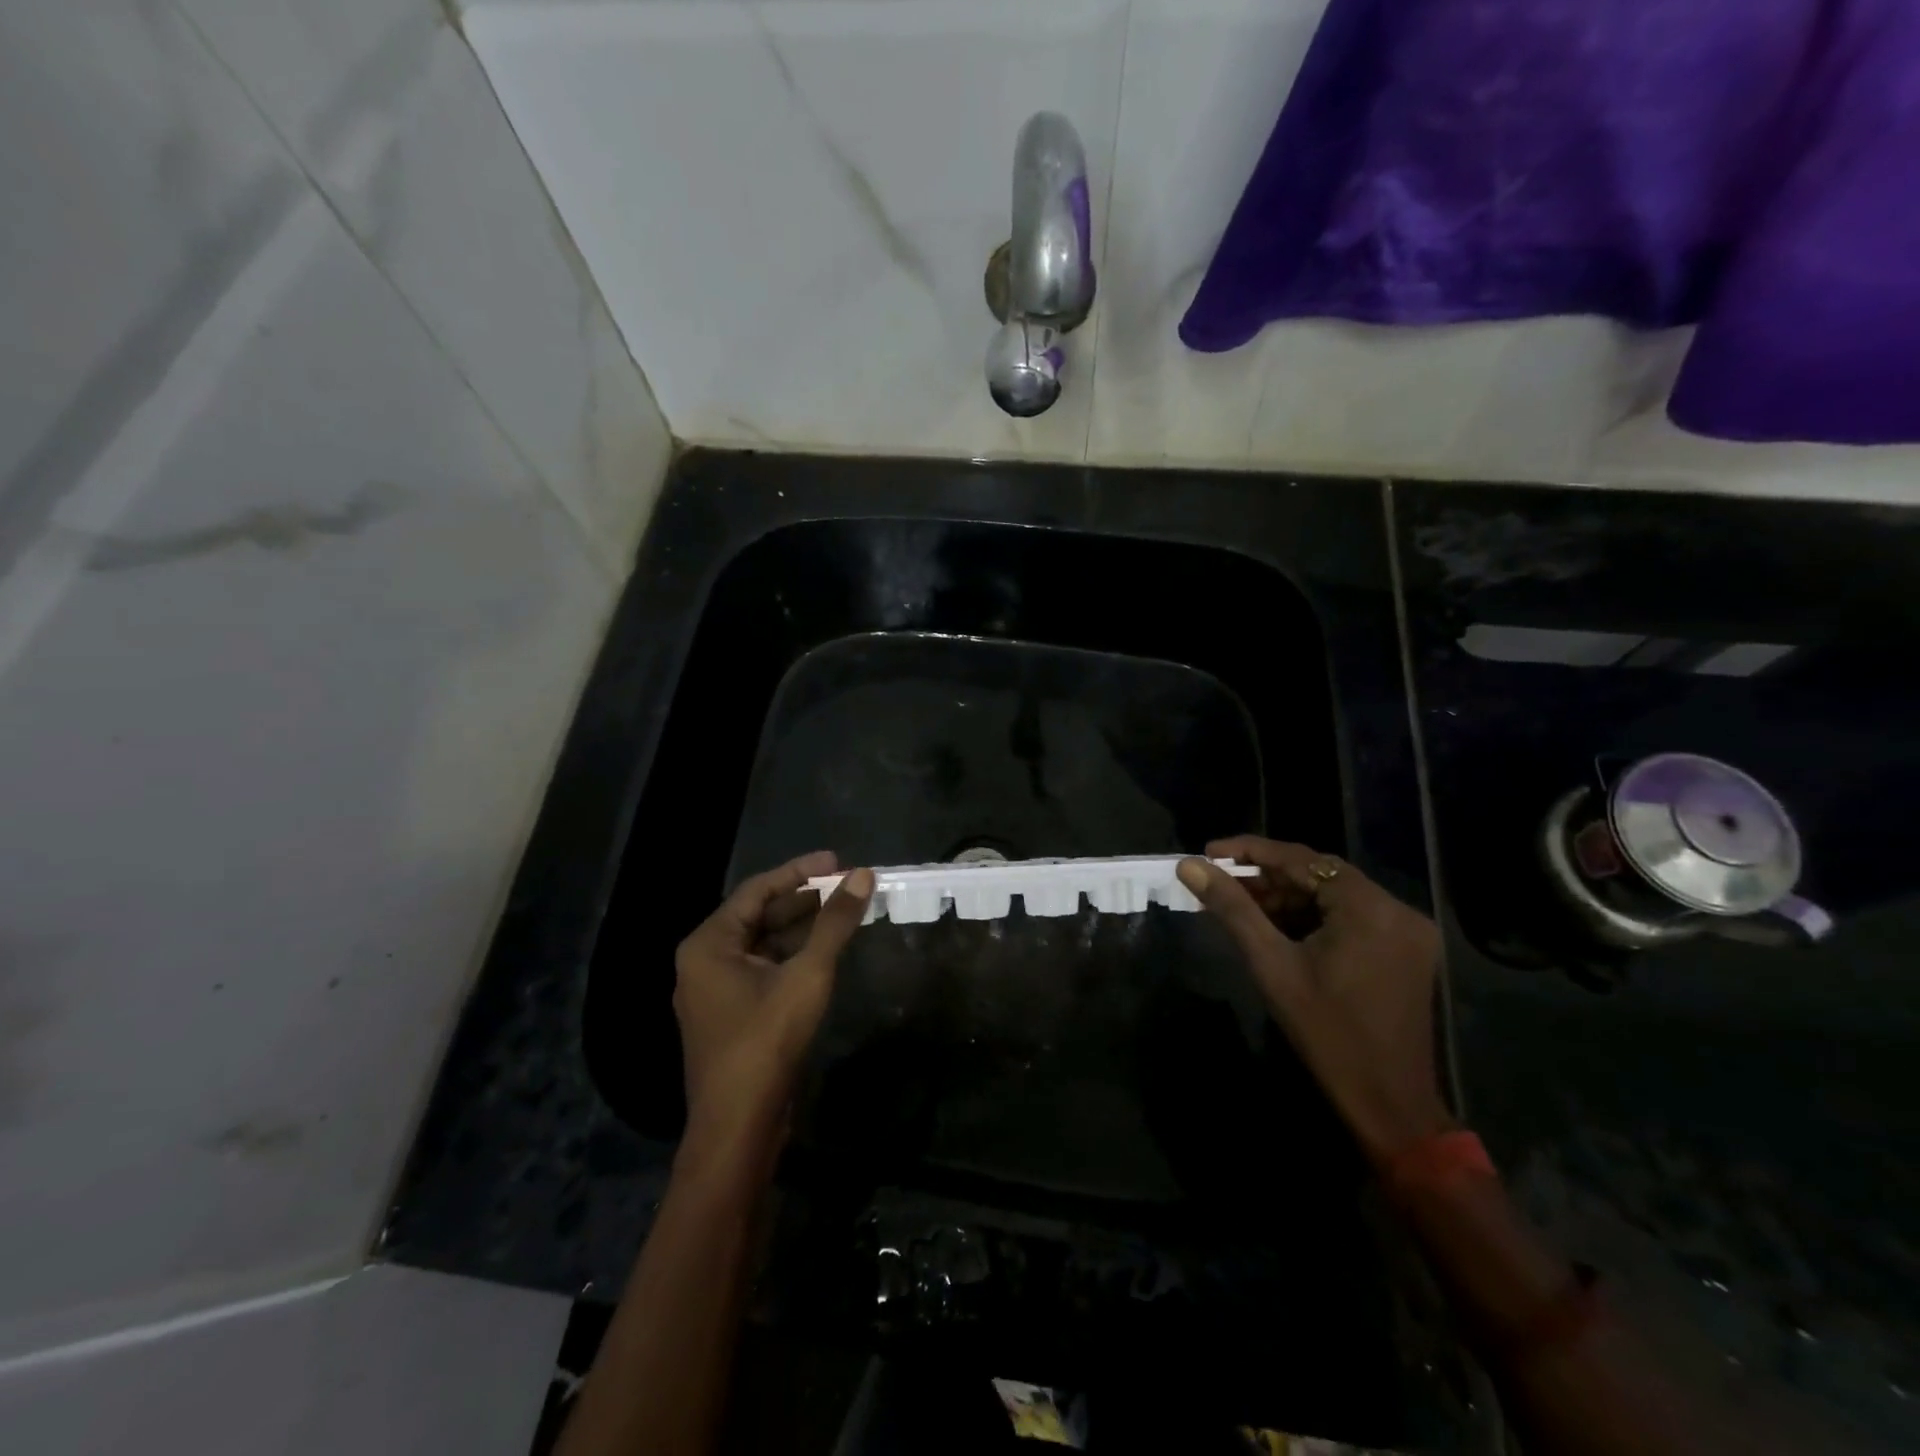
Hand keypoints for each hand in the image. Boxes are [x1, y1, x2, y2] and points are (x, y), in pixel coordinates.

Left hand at [673, 852, 873, 1164]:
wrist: (738, 1128)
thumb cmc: (766, 1042)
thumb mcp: (807, 975)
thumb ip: (834, 923)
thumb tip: (863, 875)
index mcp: (709, 943)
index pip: (757, 890)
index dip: (799, 871)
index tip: (836, 860)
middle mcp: (705, 961)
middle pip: (759, 915)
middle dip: (803, 899)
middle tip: (845, 885)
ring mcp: (716, 990)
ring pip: (763, 944)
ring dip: (801, 927)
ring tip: (843, 911)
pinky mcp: (731, 1015)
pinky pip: (763, 969)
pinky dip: (793, 956)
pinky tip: (824, 950)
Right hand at [1177, 837, 1451, 1165]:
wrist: (1389, 1103)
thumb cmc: (1326, 1033)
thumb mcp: (1272, 965)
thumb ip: (1232, 908)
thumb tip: (1189, 866)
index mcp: (1369, 907)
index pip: (1302, 859)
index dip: (1251, 851)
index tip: (1209, 852)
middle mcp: (1396, 908)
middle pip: (1320, 875)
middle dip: (1268, 877)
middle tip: (1221, 883)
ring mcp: (1406, 931)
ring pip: (1334, 896)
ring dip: (1288, 898)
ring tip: (1241, 906)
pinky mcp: (1406, 951)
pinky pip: (1351, 917)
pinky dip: (1313, 917)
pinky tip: (1278, 928)